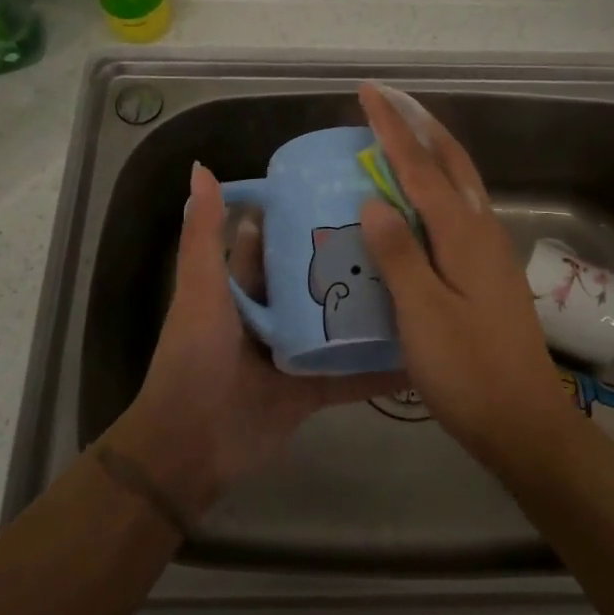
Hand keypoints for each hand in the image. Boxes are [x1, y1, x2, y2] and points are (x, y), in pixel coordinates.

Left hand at [106, 161, 399, 523]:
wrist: (192, 447)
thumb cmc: (195, 359)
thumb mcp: (200, 291)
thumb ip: (203, 234)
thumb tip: (201, 167)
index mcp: (242, 288)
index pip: (273, 241)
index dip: (300, 215)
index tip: (346, 190)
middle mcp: (272, 315)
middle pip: (313, 280)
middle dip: (346, 259)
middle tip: (400, 231)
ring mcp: (294, 354)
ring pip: (337, 324)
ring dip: (369, 310)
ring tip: (420, 281)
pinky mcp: (312, 390)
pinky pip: (351, 376)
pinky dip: (379, 369)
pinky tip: (419, 354)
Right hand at [355, 82, 585, 472]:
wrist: (524, 422)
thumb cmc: (467, 370)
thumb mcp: (422, 313)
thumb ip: (398, 253)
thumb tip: (373, 200)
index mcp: (464, 235)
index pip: (421, 167)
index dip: (393, 128)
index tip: (369, 92)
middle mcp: (482, 231)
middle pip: (453, 162)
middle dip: (421, 126)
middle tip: (389, 101)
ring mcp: (491, 252)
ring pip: (461, 184)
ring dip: (433, 152)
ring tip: (401, 137)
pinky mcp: (489, 273)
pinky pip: (459, 211)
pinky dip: (437, 188)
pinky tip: (420, 202)